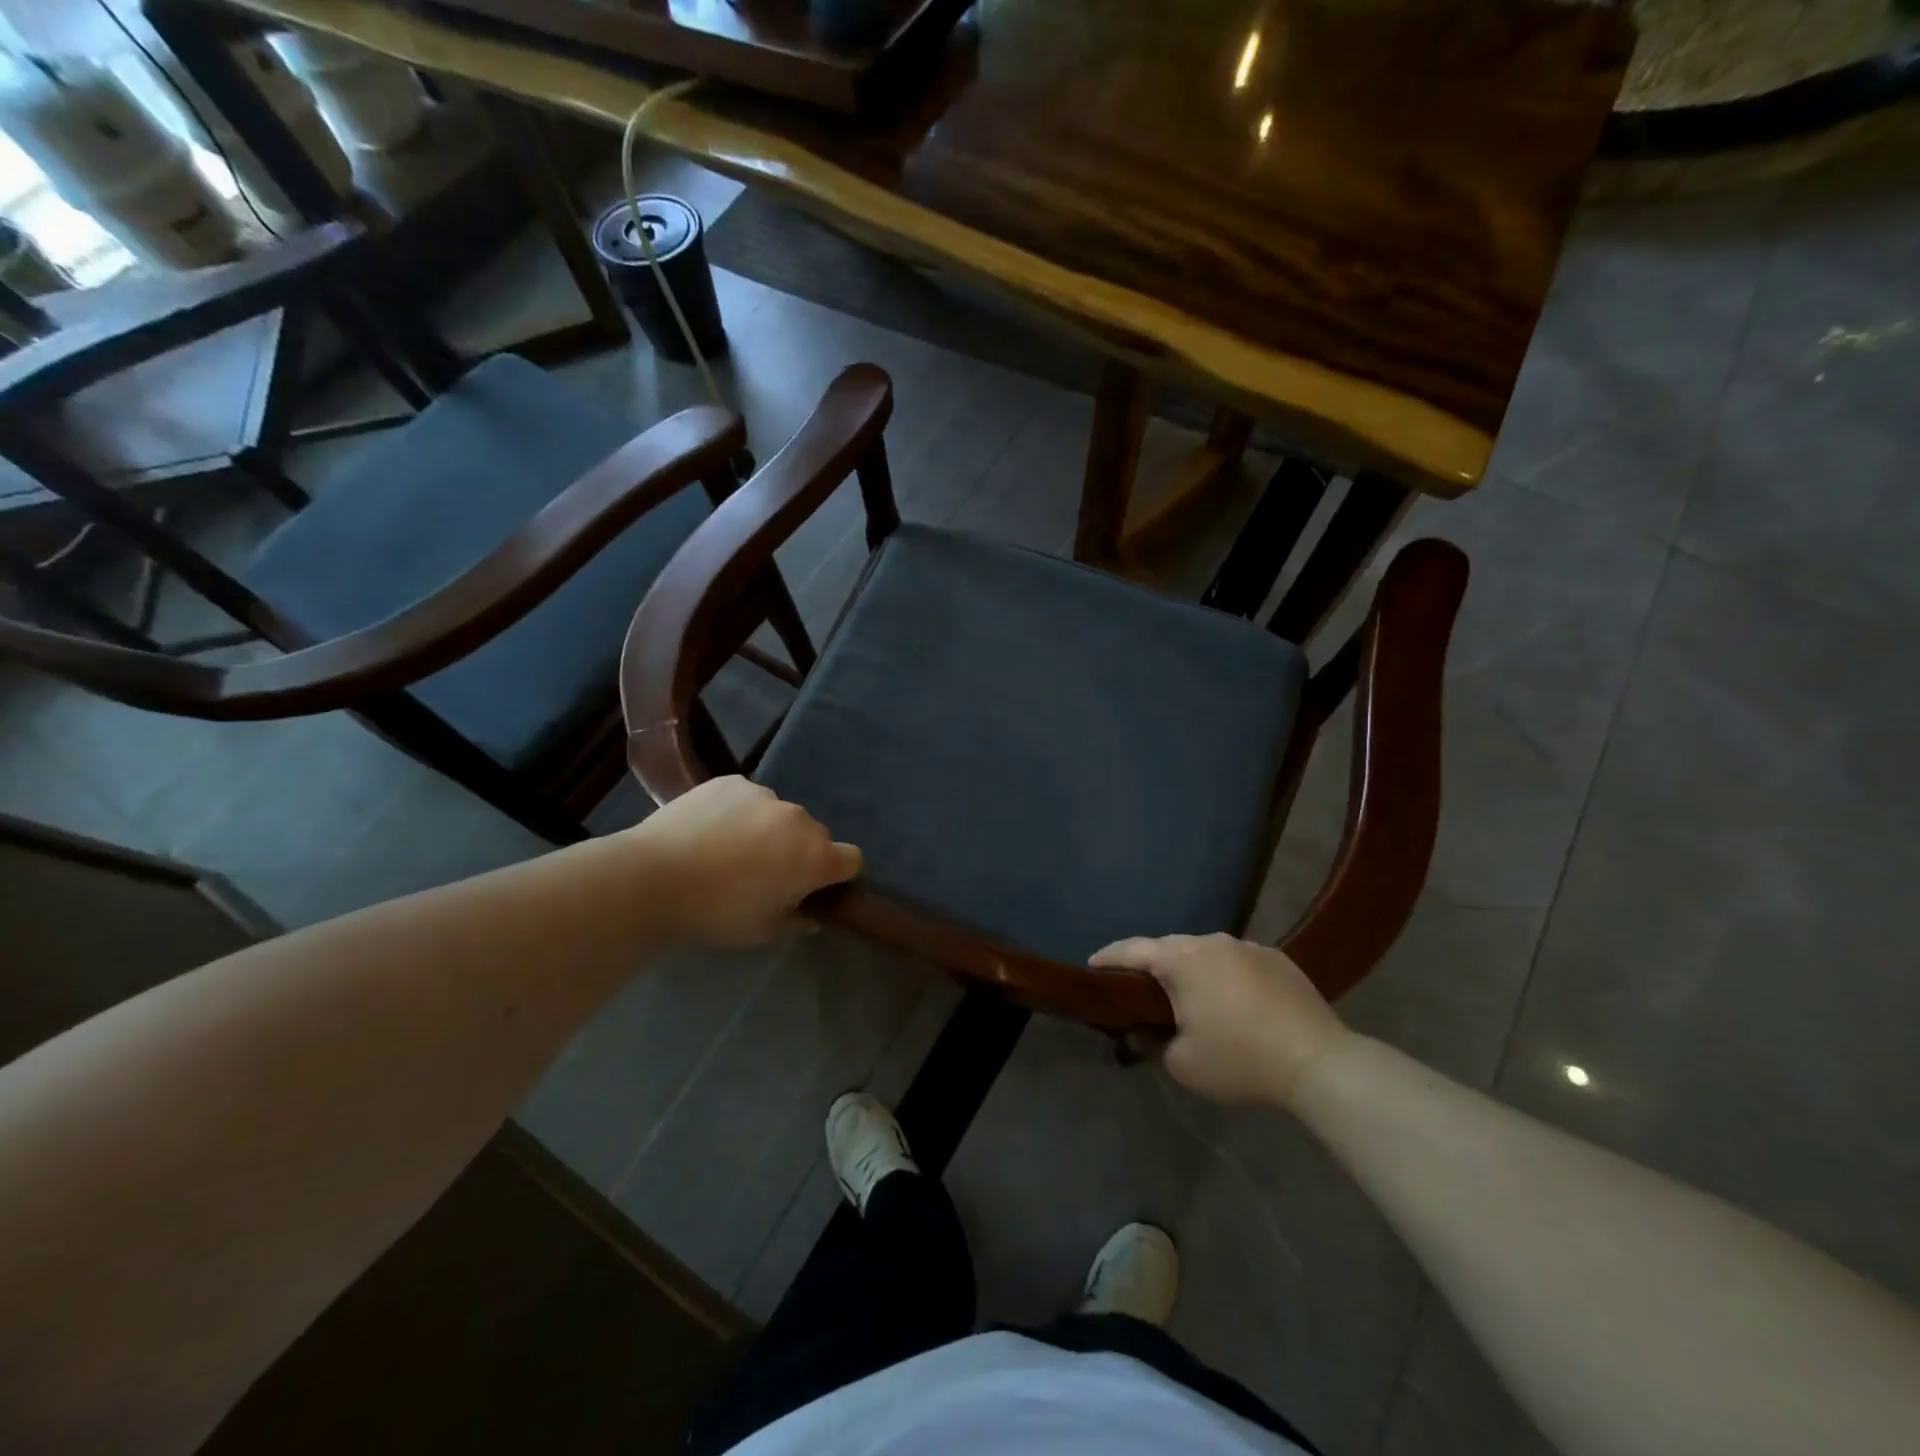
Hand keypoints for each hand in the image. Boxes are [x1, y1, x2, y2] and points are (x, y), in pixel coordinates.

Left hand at [634, 778, 861, 947]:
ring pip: (779, 815)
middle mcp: (799, 820)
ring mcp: (765, 795)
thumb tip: (811, 916)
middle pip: (814, 835)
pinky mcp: (733, 781)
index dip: (836, 874)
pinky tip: (708, 830)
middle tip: (764, 873)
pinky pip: (748, 798)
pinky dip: (738, 812)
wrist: (653, 878)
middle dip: (798, 851)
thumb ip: (794, 920)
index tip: (812, 887)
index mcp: (815, 858)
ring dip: (768, 830)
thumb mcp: (760, 931)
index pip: (852, 859)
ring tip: (728, 849)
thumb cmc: (716, 913)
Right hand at [1090, 934, 1347, 1107]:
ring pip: (1205, 951)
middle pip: (1169, 947)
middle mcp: (1211, 942)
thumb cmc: (1240, 1060)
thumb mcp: (1183, 1064)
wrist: (1319, 1063)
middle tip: (1139, 988)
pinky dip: (1224, 975)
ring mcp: (1248, 946)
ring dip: (1190, 969)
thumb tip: (1137, 1031)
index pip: (1132, 950)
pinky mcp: (1278, 958)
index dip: (1108, 957)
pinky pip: (1237, 960)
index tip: (1092, 966)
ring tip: (1188, 995)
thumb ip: (1150, 1043)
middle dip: (1150, 964)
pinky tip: (1232, 1000)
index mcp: (1181, 960)